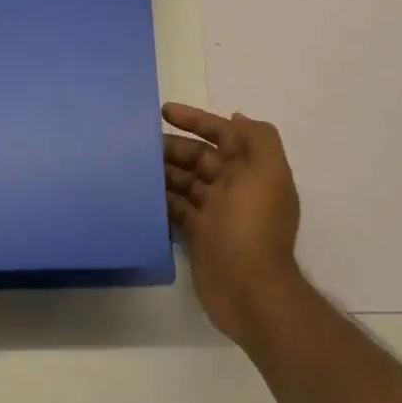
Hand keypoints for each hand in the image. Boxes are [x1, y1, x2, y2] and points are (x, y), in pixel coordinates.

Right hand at [162, 102, 303, 349]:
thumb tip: (236, 118)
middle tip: (140, 143)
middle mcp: (234, 186)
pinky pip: (176, 208)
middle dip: (173, 146)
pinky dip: (161, 199)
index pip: (222, 133)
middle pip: (199, 157)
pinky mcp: (199, 235)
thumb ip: (258, 137)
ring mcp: (215, 212)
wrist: (250, 292)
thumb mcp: (268, 172)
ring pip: (185, 181)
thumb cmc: (253, 224)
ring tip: (134, 165)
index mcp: (251, 168)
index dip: (195, 119)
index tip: (164, 110)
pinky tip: (139, 193)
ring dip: (163, 171)